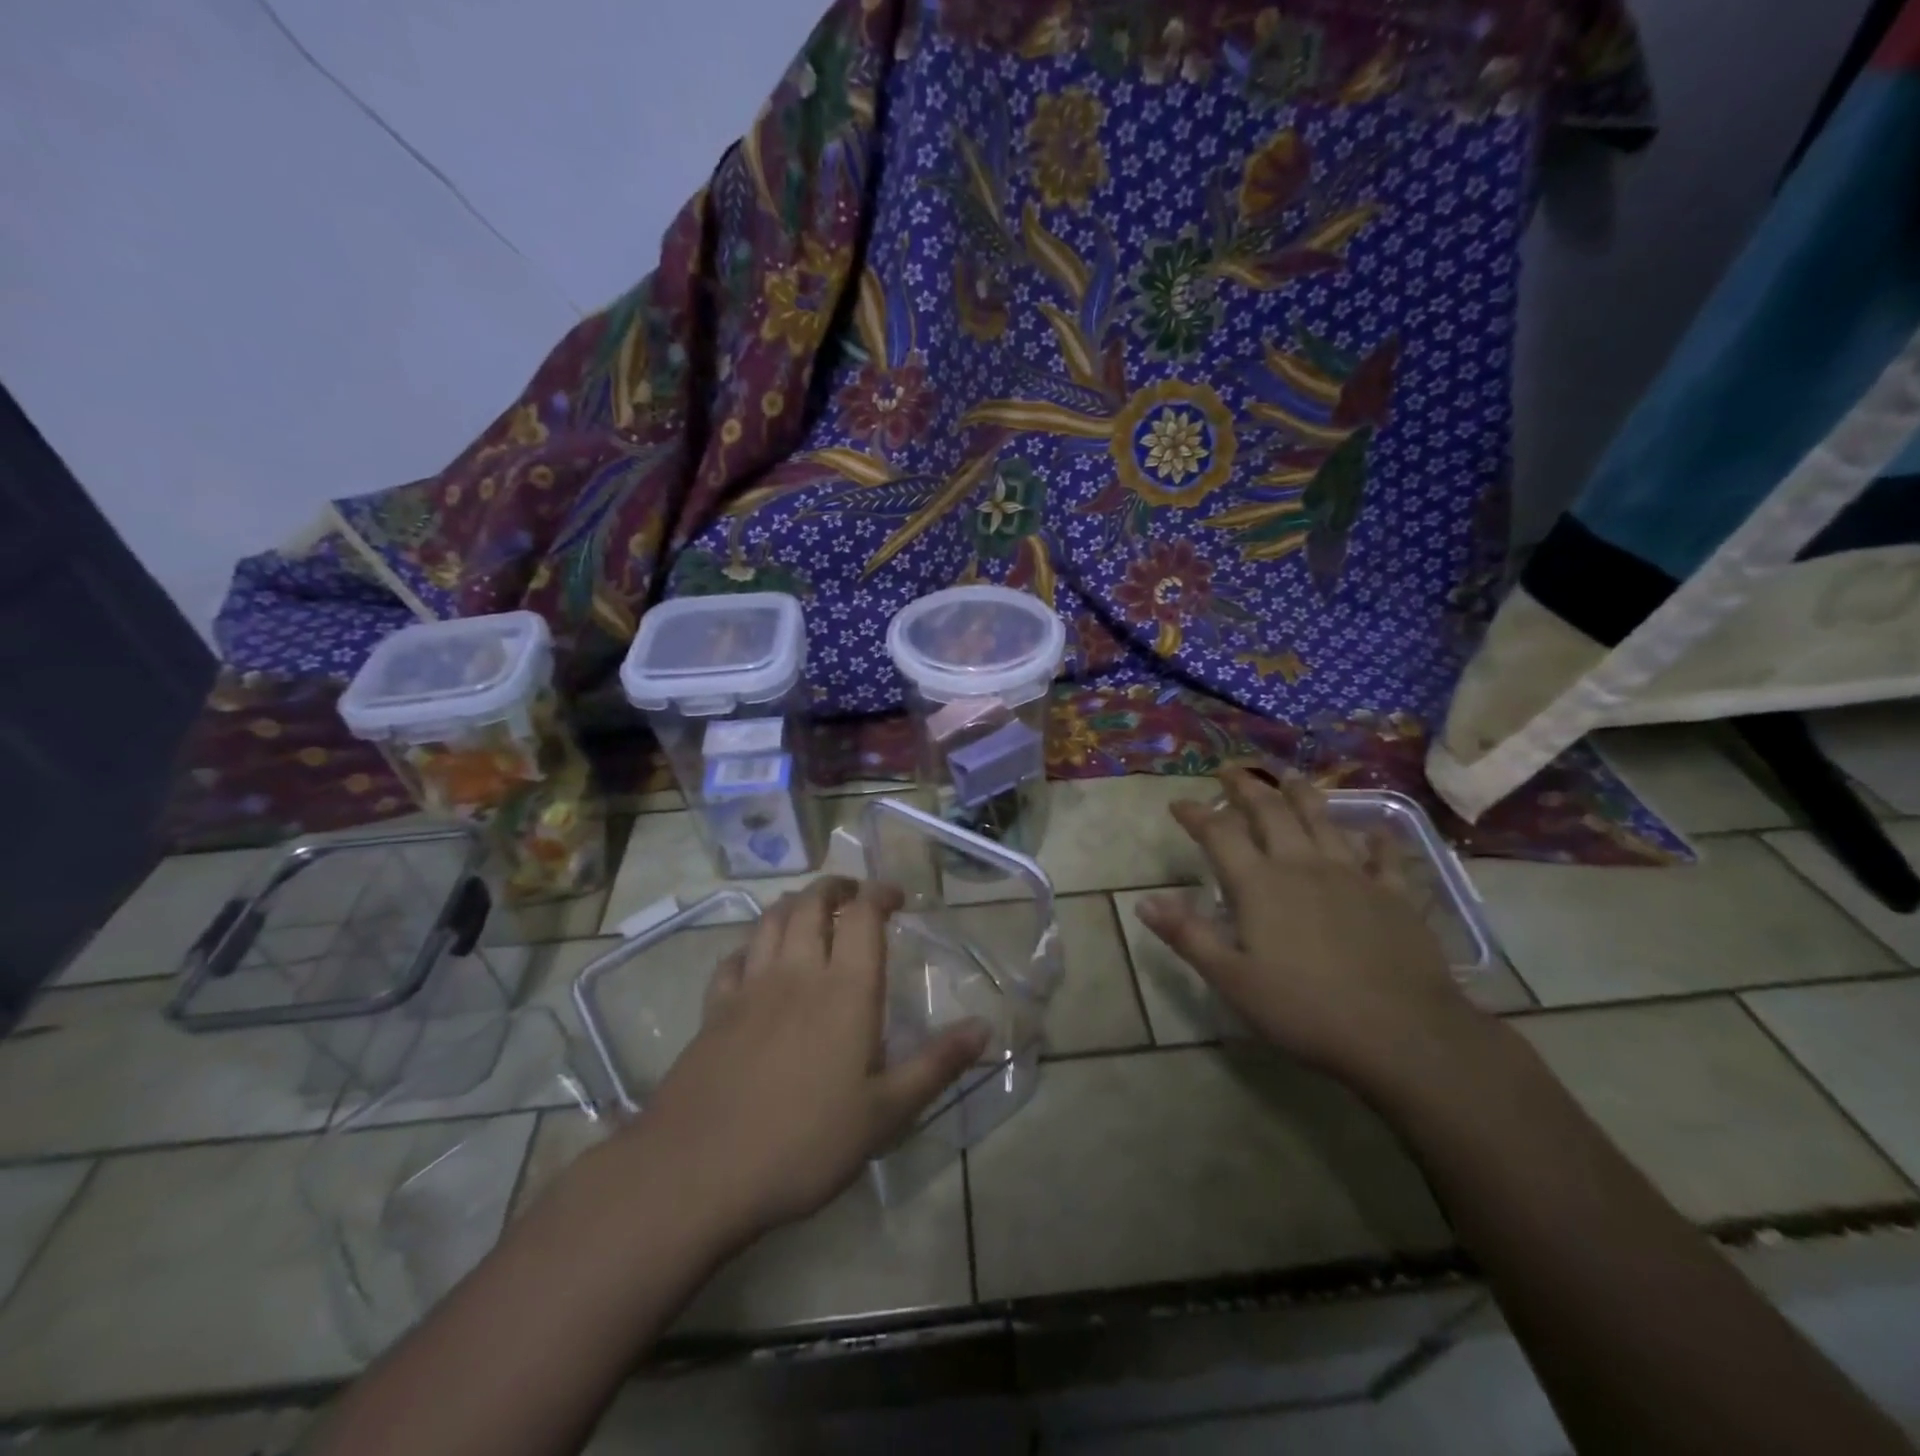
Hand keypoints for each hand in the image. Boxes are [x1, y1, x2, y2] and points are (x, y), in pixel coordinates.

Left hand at [618, 878, 989, 1247]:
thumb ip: (936, 1065)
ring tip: (809, 909)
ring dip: (793, 903)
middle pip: (811, 904)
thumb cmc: (804, 1143)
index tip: (896, 896)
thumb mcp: (886, 1114)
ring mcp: (750, 988)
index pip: (863, 916)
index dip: (879, 894)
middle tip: (853, 895)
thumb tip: (985, 1027)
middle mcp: (797, 973)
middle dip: (835, 888)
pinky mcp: (714, 1010)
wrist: (698, 1172)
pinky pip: (733, 958)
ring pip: (770, 920)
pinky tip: (756, 958)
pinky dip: (751, 944)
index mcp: (845, 990)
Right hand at [1135, 767, 1482, 1086]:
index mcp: (1259, 885)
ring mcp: (1352, 876)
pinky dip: (1377, 840)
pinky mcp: (1393, 895)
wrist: (1402, 1033)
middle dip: (1246, 787)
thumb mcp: (1232, 980)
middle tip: (1230, 768)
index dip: (1196, 814)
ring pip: (1322, 820)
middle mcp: (1302, 866)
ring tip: (1288, 775)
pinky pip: (1384, 857)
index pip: (1219, 834)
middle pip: (1270, 812)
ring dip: (1301, 793)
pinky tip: (1377, 831)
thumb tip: (1144, 901)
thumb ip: (1188, 936)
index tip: (1178, 802)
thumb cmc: (1305, 1010)